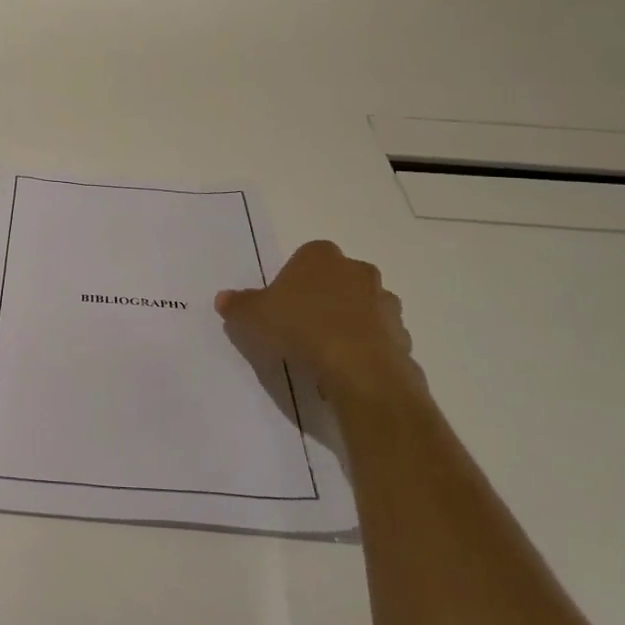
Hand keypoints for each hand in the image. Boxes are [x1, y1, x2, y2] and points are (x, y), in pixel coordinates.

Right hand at [216, 241, 426, 406]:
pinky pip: (378, 337)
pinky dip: (365, 348)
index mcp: (321, 256)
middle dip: (323, 298)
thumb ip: (238, 305)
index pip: (305, 257)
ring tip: (324, 352)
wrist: (358, 367)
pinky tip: (346, 368)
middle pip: (336, 280)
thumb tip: (223, 298)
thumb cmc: (301, 327)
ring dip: (347, 323)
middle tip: (300, 326)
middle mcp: (358, 270)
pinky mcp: (401, 334)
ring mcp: (384, 302)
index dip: (292, 280)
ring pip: (361, 307)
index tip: (281, 305)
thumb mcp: (253, 316)